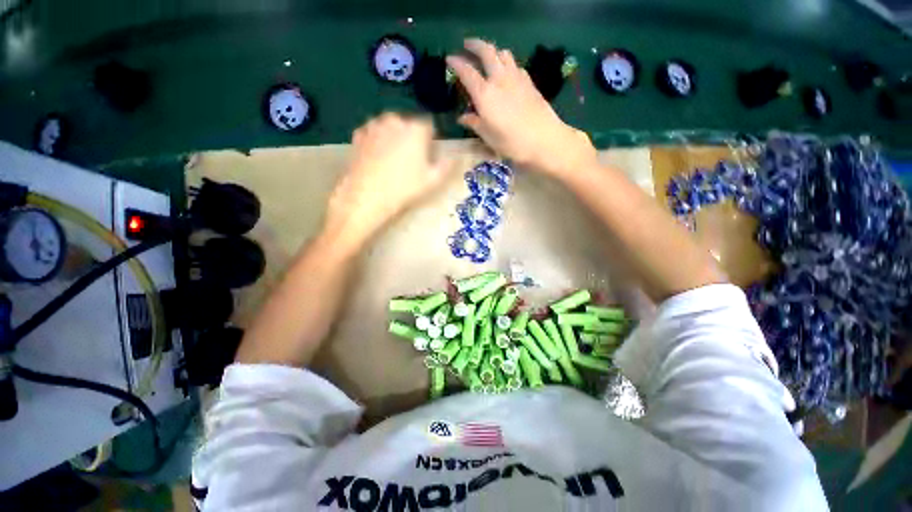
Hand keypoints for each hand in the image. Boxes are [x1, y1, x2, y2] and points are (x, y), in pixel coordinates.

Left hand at [325, 114, 452, 246]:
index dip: (430, 140)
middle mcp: (395, 120)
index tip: (427, 155)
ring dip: (393, 137)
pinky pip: (373, 133)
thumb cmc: (404, 188)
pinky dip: (377, 140)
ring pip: (390, 127)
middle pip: (408, 124)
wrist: (367, 195)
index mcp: (416, 128)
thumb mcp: (433, 180)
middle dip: (411, 137)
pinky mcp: (358, 134)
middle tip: (409, 160)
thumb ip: (447, 165)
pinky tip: (377, 158)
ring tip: (392, 160)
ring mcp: (374, 125)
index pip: (429, 125)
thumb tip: (456, 156)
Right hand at [447, 39, 597, 176]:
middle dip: (474, 44)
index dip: (456, 63)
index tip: (449, 59)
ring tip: (488, 57)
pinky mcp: (529, 82)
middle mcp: (499, 80)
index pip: (467, 72)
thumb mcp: (489, 137)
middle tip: (467, 45)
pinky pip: (515, 64)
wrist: (544, 139)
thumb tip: (462, 117)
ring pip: (503, 53)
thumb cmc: (512, 143)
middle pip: (486, 51)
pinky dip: (507, 62)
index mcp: (485, 94)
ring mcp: (516, 78)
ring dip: (493, 51)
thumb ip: (474, 123)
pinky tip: (507, 72)